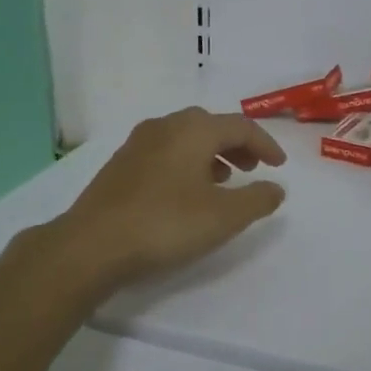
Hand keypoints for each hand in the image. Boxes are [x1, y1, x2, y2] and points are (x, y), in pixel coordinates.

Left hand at [46, 108, 287, 292]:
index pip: (240, 126)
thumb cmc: (165, 224)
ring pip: (185, 138)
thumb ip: (257, 199)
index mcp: (193, 130)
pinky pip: (165, 152)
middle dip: (237, 145)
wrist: (92, 245)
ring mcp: (137, 144)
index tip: (279, 166)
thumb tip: (276, 188)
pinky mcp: (120, 165)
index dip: (265, 144)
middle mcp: (165, 126)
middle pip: (210, 126)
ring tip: (223, 181)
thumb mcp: (224, 216)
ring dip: (210, 154)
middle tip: (252, 168)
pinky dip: (186, 163)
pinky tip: (186, 193)